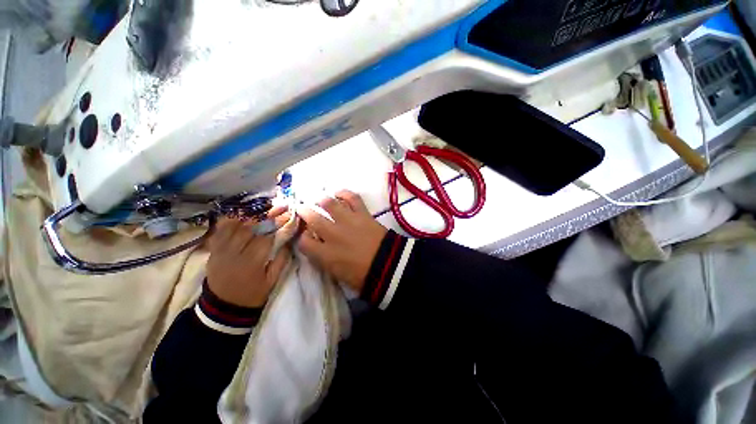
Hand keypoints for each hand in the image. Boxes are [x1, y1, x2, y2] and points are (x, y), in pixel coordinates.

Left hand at [206, 210, 291, 307]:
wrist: (224, 307)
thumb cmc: (252, 295)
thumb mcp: (272, 281)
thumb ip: (281, 259)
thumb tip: (289, 240)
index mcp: (251, 263)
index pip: (266, 237)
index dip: (279, 225)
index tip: (290, 215)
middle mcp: (233, 253)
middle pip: (250, 228)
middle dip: (267, 215)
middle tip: (280, 206)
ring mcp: (220, 250)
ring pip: (234, 225)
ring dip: (251, 214)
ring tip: (264, 206)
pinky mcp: (213, 249)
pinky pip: (220, 230)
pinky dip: (231, 219)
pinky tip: (242, 212)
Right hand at [298, 190, 386, 292]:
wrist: (389, 265)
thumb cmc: (364, 276)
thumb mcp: (338, 275)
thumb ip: (325, 261)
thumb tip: (319, 249)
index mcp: (326, 254)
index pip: (304, 241)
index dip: (303, 237)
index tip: (307, 236)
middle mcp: (333, 234)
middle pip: (312, 218)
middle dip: (304, 212)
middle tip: (303, 209)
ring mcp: (348, 221)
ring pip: (329, 204)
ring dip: (321, 200)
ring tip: (319, 200)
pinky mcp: (362, 214)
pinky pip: (352, 198)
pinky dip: (345, 193)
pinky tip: (339, 193)